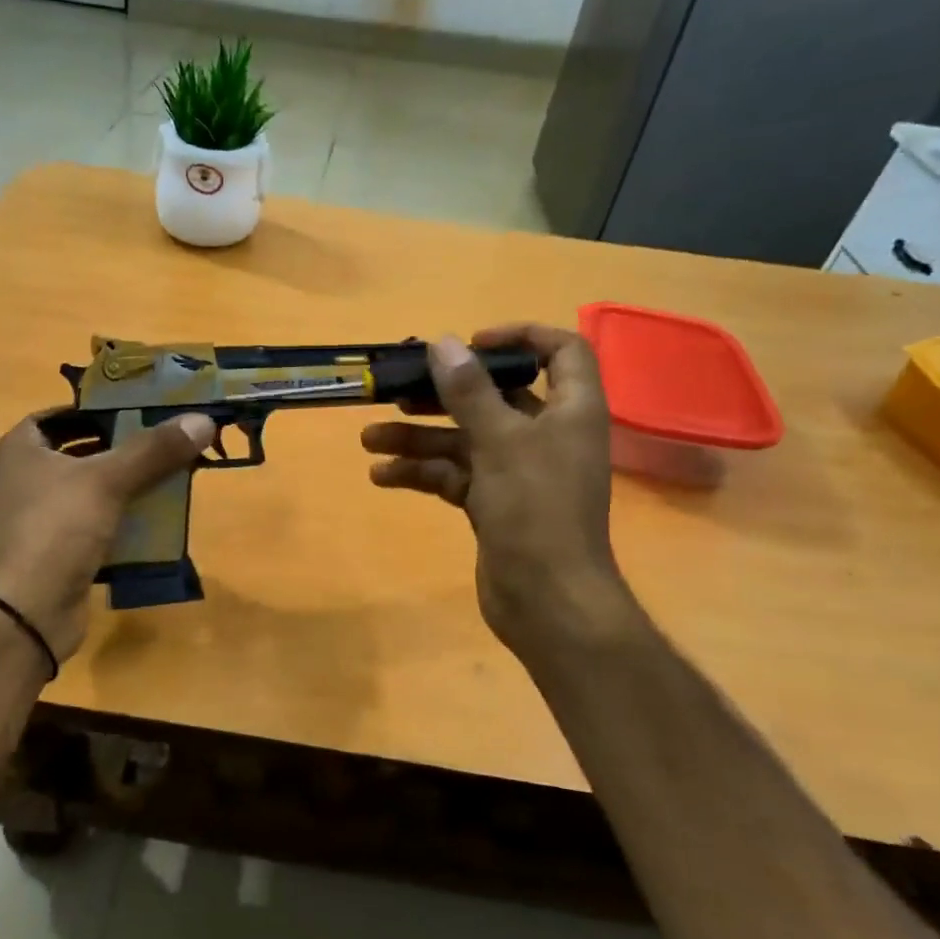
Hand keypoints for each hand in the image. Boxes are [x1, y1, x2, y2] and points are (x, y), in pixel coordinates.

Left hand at [0, 411, 214, 663]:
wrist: (28, 610)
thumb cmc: (57, 527)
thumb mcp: (107, 479)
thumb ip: (154, 449)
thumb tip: (203, 419)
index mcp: (21, 450)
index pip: (58, 415)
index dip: (94, 409)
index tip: (135, 408)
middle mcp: (25, 479)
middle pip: (80, 451)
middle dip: (121, 447)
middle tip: (162, 438)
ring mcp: (40, 518)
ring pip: (91, 490)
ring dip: (126, 483)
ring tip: (169, 472)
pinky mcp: (58, 550)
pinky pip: (96, 523)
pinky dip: (123, 517)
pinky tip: (157, 515)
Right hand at [359, 326, 638, 653]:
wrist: (547, 601)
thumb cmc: (536, 510)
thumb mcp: (500, 441)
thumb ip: (469, 390)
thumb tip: (442, 341)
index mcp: (570, 411)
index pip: (560, 352)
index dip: (520, 337)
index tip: (469, 343)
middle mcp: (546, 435)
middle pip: (494, 396)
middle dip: (442, 394)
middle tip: (397, 389)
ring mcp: (518, 471)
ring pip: (464, 439)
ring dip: (418, 437)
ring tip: (369, 438)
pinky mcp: (493, 503)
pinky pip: (454, 475)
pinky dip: (421, 472)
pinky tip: (381, 476)